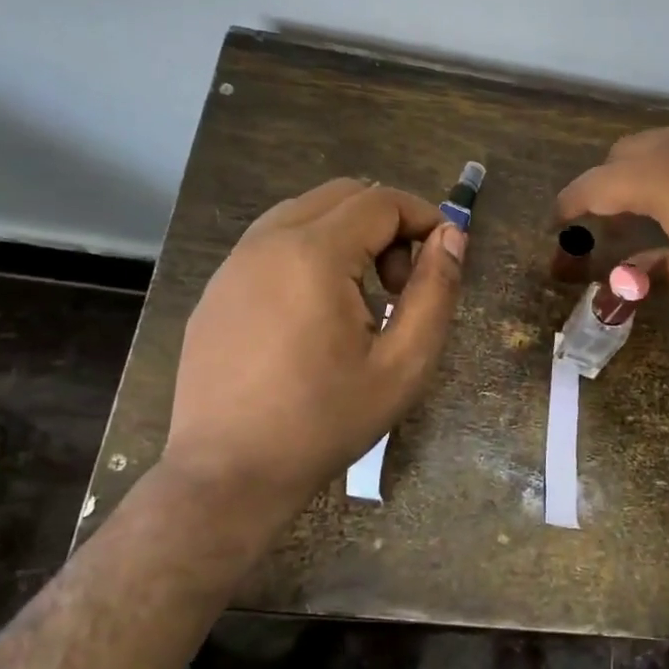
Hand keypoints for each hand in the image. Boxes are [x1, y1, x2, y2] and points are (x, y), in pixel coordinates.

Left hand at [162, 178, 465, 515]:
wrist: (229, 473)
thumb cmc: (325, 422)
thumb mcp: (403, 364)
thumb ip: (435, 291)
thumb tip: (452, 236)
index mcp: (314, 254)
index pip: (381, 201)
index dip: (424, 218)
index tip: (442, 259)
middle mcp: (266, 242)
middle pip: (343, 195)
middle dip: (386, 225)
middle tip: (399, 285)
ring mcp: (233, 264)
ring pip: (305, 213)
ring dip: (347, 236)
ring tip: (361, 299)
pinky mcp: (216, 289)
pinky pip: (272, 243)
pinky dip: (310, 253)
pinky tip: (315, 315)